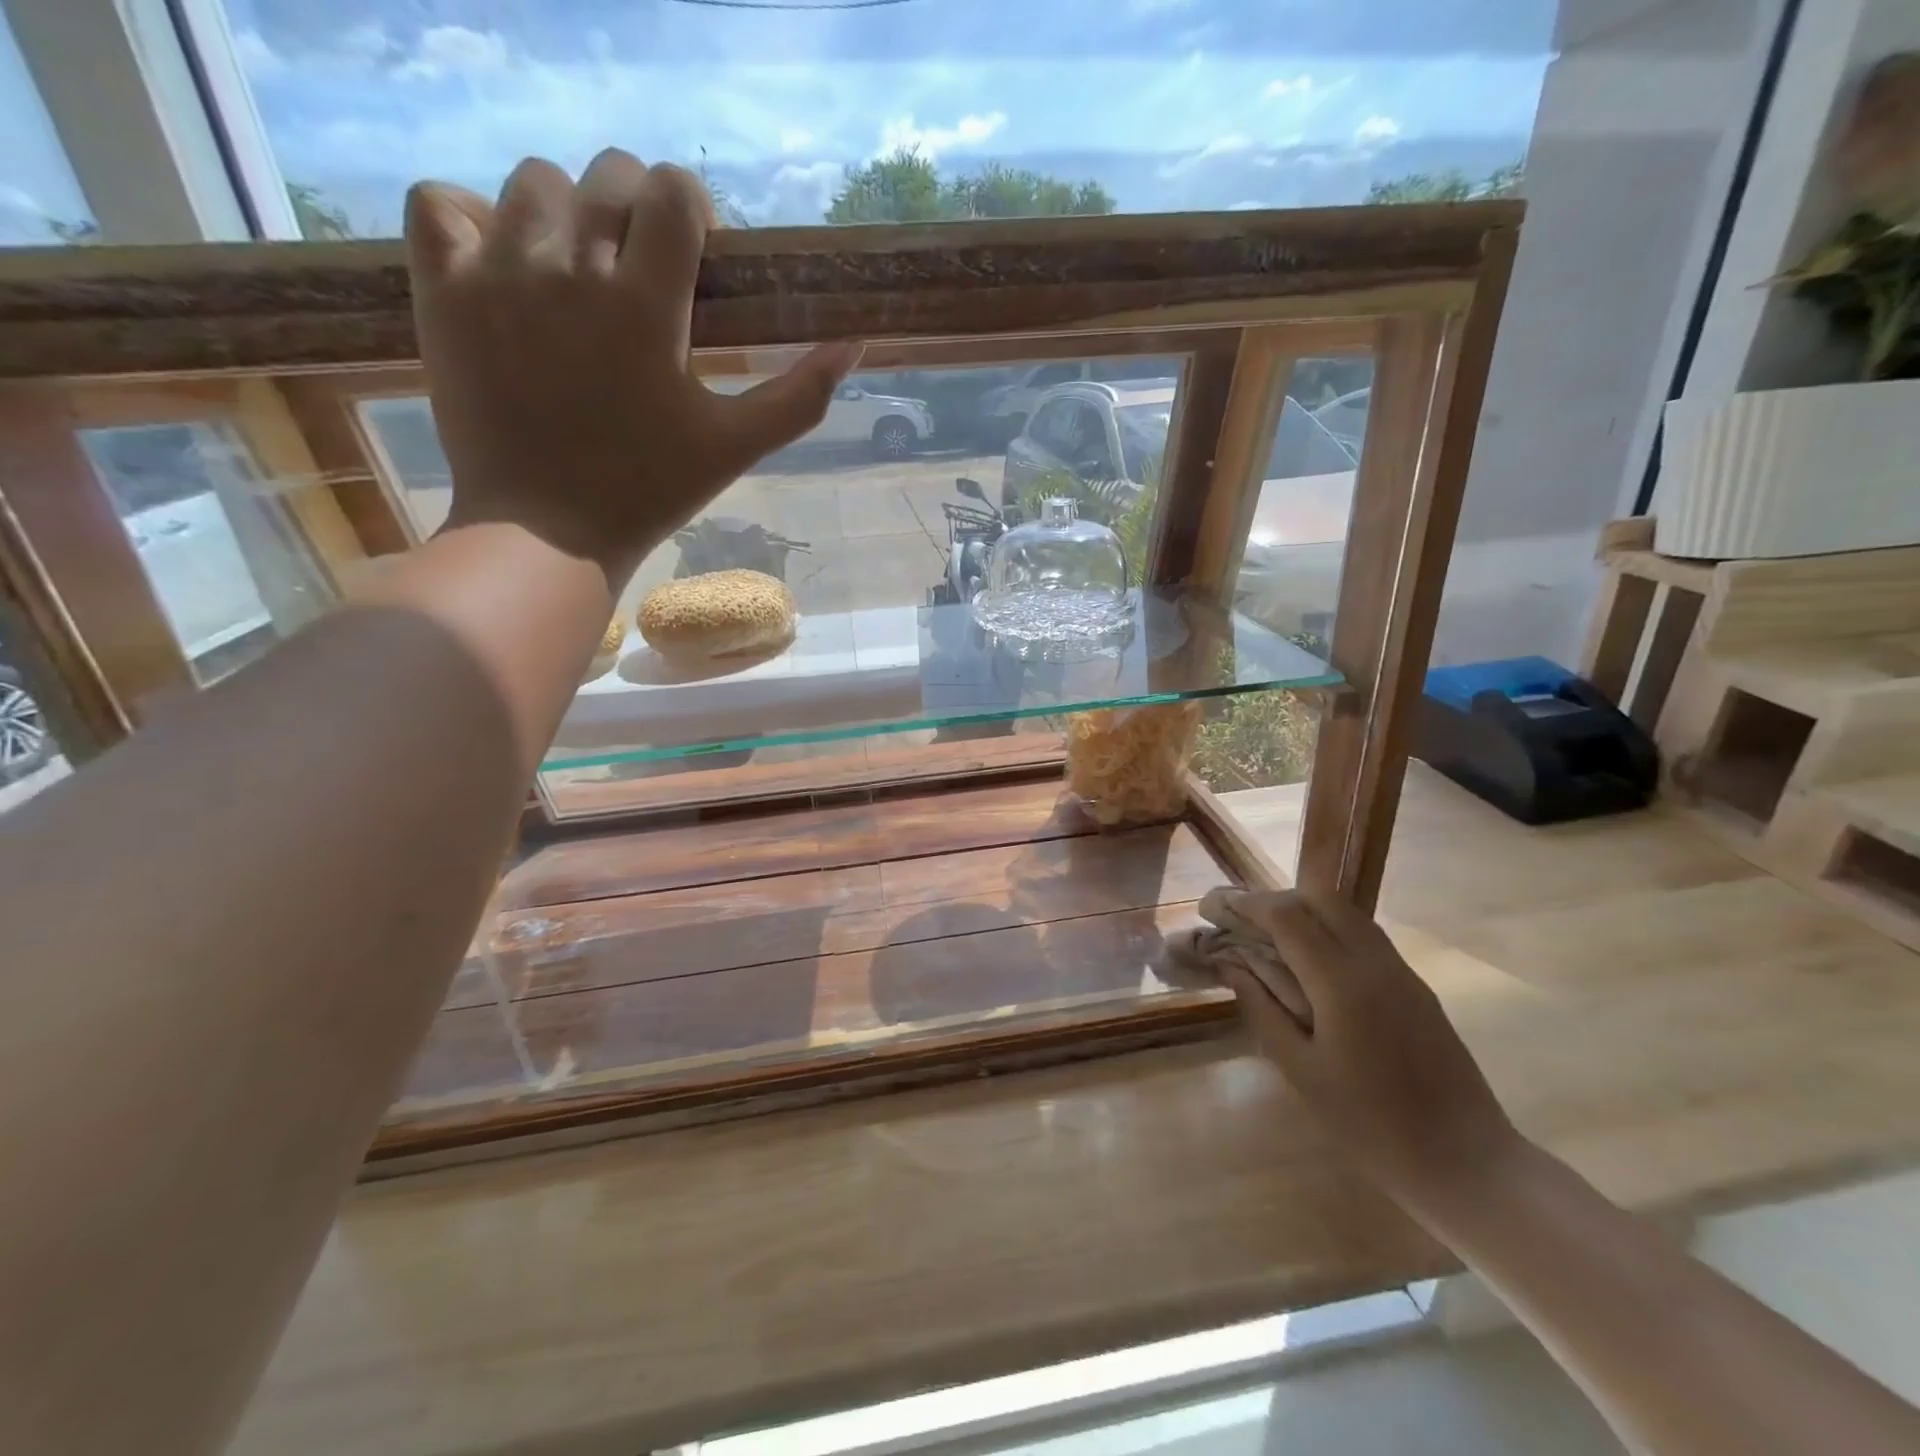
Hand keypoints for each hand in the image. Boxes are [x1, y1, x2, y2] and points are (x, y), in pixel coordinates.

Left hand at [404, 150, 859, 580]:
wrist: (546, 531)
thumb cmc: (649, 490)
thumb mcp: (736, 447)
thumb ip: (800, 396)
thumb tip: (855, 345)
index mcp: (646, 304)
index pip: (671, 190)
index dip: (691, 213)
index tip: (694, 260)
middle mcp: (570, 267)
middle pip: (607, 174)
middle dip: (636, 211)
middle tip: (641, 275)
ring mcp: (498, 273)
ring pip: (533, 182)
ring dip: (566, 215)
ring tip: (576, 276)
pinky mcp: (443, 290)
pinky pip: (441, 203)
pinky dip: (471, 217)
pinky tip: (501, 263)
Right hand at [1217, 890, 1522, 1207]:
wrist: (1468, 1164)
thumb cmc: (1371, 1126)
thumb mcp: (1301, 1070)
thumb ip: (1263, 1008)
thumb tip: (1231, 965)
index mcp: (1341, 982)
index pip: (1286, 916)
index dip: (1243, 904)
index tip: (1210, 908)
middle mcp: (1374, 962)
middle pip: (1319, 899)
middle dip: (1273, 900)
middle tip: (1239, 920)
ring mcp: (1401, 972)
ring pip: (1346, 913)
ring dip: (1303, 911)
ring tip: (1268, 936)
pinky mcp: (1416, 987)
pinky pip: (1364, 936)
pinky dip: (1328, 930)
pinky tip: (1309, 962)